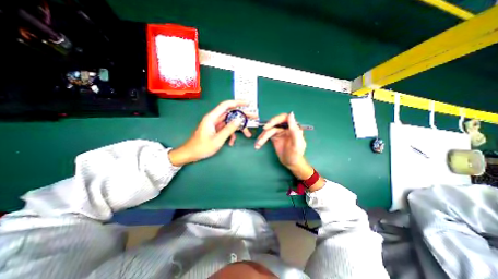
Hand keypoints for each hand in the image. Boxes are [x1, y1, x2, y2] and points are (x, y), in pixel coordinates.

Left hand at [168, 100, 254, 164]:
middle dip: (242, 116)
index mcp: (212, 118)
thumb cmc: (202, 147)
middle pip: (230, 114)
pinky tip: (232, 142)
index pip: (226, 105)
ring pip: (230, 122)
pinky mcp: (216, 130)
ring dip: (238, 127)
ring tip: (247, 134)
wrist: (190, 154)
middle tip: (254, 117)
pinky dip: (231, 134)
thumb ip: (229, 129)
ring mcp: (215, 125)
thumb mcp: (218, 139)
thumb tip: (239, 120)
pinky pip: (226, 129)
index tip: (247, 103)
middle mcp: (214, 119)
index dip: (237, 102)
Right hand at [254, 112, 312, 179]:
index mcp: (293, 127)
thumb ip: (294, 130)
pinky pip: (266, 136)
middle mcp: (285, 128)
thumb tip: (291, 114)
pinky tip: (258, 145)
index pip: (284, 118)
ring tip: (258, 144)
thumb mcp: (297, 143)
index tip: (269, 125)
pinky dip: (261, 140)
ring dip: (262, 136)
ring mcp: (279, 132)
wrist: (290, 163)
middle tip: (263, 131)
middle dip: (268, 127)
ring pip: (268, 130)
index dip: (276, 119)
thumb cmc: (296, 154)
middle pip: (275, 122)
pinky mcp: (274, 137)